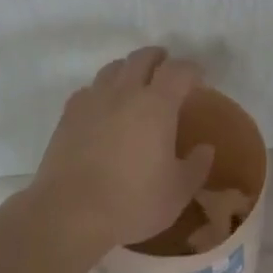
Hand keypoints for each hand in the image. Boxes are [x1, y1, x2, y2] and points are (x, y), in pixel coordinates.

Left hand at [28, 47, 215, 259]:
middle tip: (167, 72)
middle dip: (159, 59)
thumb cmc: (133, 203)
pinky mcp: (67, 116)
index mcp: (157, 105)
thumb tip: (205, 148)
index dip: (191, 70)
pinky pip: (89, 90)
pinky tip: (103, 109)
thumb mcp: (178, 192)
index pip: (178, 70)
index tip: (198, 79)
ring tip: (135, 86)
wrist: (70, 215)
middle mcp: (124, 92)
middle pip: (142, 58)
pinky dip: (102, 91)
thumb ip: (196, 165)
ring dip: (129, 70)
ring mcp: (92, 101)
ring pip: (113, 69)